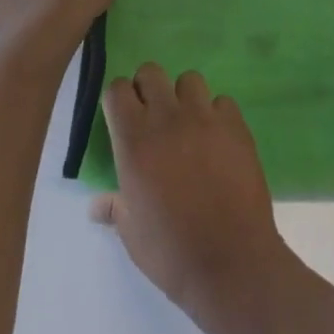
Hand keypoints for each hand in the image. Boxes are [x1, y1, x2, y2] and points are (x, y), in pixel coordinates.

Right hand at [91, 64, 304, 333]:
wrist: (230, 260)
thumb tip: (97, 204)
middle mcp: (168, 119)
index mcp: (134, 141)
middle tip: (152, 118)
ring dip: (184, 97)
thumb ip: (115, 206)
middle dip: (148, 88)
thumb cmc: (171, 252)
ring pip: (190, 80)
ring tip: (187, 126)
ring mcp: (206, 118)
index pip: (117, 89)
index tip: (122, 118)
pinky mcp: (236, 125)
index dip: (118, 100)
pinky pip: (222, 102)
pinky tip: (217, 140)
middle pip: (151, 72)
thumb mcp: (131, 233)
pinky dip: (217, 114)